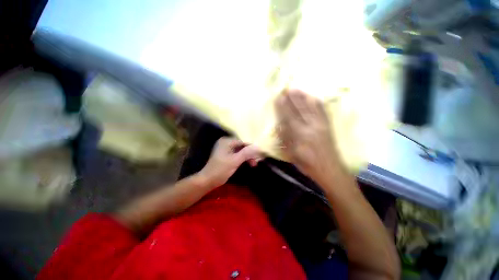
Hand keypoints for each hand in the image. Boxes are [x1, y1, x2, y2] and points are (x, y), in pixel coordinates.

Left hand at [198, 137, 260, 188]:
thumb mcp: (235, 161)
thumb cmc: (221, 170)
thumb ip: (246, 153)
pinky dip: (243, 159)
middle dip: (250, 153)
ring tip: (253, 164)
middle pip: (242, 146)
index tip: (260, 155)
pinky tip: (248, 163)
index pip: (243, 142)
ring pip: (241, 151)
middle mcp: (226, 142)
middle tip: (256, 162)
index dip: (252, 148)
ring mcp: (226, 149)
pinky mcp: (226, 155)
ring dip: (247, 157)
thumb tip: (258, 147)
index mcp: (227, 141)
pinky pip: (237, 154)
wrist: (207, 181)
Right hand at [275, 89, 341, 179]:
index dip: (283, 107)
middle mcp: (311, 127)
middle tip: (286, 89)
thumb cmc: (307, 164)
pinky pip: (323, 112)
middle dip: (292, 98)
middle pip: (300, 110)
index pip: (289, 117)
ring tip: (297, 89)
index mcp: (300, 135)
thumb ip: (285, 139)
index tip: (279, 97)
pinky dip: (317, 103)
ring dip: (303, 98)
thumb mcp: (292, 154)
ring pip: (310, 108)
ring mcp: (321, 125)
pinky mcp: (328, 126)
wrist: (330, 170)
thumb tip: (279, 125)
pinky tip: (314, 97)